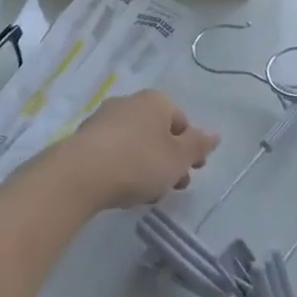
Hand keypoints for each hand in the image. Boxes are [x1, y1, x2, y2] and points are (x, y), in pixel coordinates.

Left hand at [55, 90, 219, 211]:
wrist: (81, 174)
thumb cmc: (139, 161)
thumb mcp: (178, 158)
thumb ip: (198, 146)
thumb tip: (215, 134)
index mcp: (155, 101)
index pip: (181, 121)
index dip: (190, 147)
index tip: (193, 171)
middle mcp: (129, 102)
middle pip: (157, 132)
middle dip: (168, 159)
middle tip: (173, 186)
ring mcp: (104, 119)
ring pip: (135, 143)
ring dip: (146, 166)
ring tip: (147, 195)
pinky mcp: (84, 140)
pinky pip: (113, 153)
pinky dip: (123, 168)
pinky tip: (123, 191)